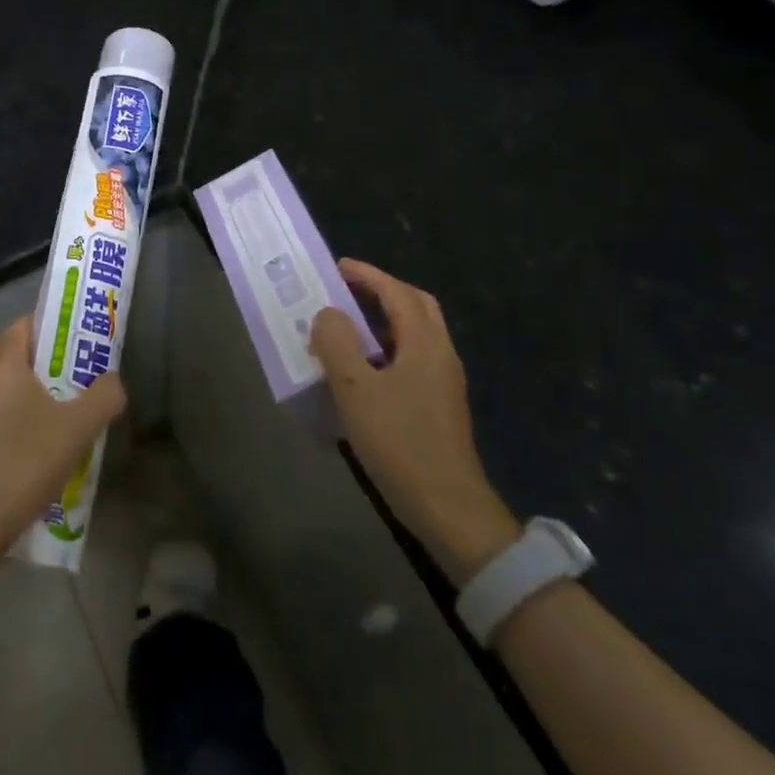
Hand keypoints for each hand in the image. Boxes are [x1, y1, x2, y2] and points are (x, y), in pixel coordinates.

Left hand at [0, 315, 125, 559]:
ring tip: (53, 401)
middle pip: (4, 347)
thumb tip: (114, 381)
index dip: (48, 325)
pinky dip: (10, 406)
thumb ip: (105, 396)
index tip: (74, 339)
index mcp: (4, 365)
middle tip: (64, 367)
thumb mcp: (80, 427)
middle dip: (33, 351)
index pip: (21, 325)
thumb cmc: (28, 460)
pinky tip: (35, 433)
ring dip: (20, 380)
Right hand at [309, 260, 518, 583]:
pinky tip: (362, 370)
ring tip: (346, 326)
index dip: (368, 275)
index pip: (397, 293)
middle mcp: (440, 355)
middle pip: (416, 307)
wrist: (447, 507)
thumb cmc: (399, 442)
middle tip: (346, 290)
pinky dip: (386, 347)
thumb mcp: (356, 389)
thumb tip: (327, 314)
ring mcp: (443, 382)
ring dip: (384, 320)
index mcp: (425, 344)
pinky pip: (412, 358)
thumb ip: (337, 343)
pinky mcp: (438, 406)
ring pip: (415, 334)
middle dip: (382, 291)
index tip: (337, 267)